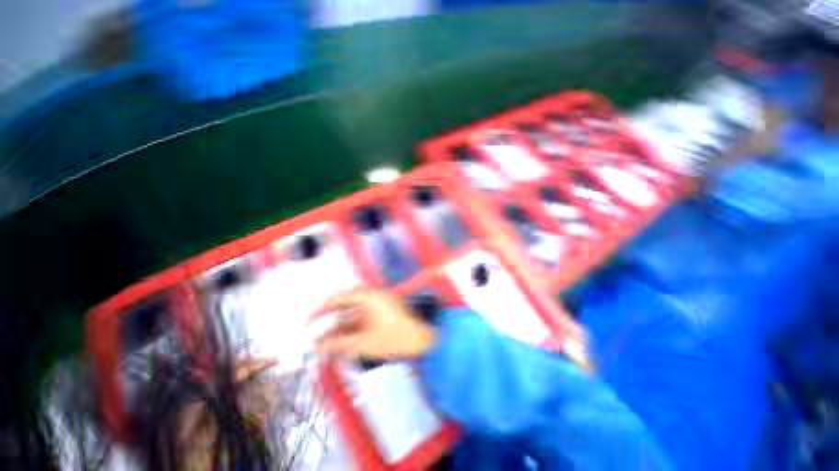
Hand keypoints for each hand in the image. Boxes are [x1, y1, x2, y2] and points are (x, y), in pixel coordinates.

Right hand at [315, 289, 436, 360]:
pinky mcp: (385, 313)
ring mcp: (380, 304)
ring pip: (354, 314)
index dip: (319, 311)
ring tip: (327, 345)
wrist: (425, 342)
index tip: (306, 323)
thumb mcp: (363, 343)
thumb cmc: (396, 339)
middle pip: (345, 306)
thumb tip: (316, 346)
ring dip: (341, 329)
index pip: (338, 298)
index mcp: (368, 296)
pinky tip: (345, 344)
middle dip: (330, 322)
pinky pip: (364, 319)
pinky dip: (353, 330)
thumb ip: (338, 345)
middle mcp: (373, 296)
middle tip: (316, 335)